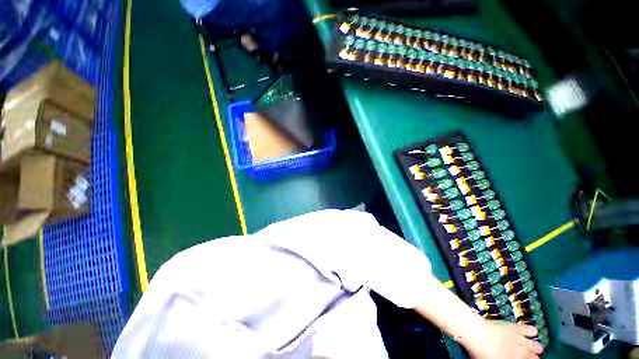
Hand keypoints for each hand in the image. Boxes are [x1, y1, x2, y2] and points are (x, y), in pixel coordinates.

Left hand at [460, 320, 543, 358]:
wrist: (476, 332)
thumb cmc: (481, 351)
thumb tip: (508, 357)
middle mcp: (522, 353)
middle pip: (535, 358)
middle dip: (532, 358)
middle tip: (524, 357)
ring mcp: (521, 340)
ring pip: (538, 346)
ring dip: (534, 347)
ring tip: (529, 347)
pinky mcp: (517, 327)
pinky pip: (532, 330)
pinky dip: (532, 332)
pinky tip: (529, 333)